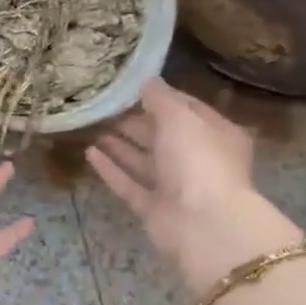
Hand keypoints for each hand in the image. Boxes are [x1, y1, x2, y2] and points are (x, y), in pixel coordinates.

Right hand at [88, 79, 301, 285]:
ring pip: (144, 161)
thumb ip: (160, 98)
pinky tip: (89, 153)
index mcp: (216, 134)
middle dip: (135, 121)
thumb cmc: (198, 160)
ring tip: (92, 126)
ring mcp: (175, 187)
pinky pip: (129, 184)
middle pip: (163, 136)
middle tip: (104, 105)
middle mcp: (197, 160)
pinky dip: (111, 169)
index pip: (187, 109)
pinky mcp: (153, 209)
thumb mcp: (180, 118)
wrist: (203, 224)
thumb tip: (146, 79)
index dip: (161, 97)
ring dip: (120, 145)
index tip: (130, 85)